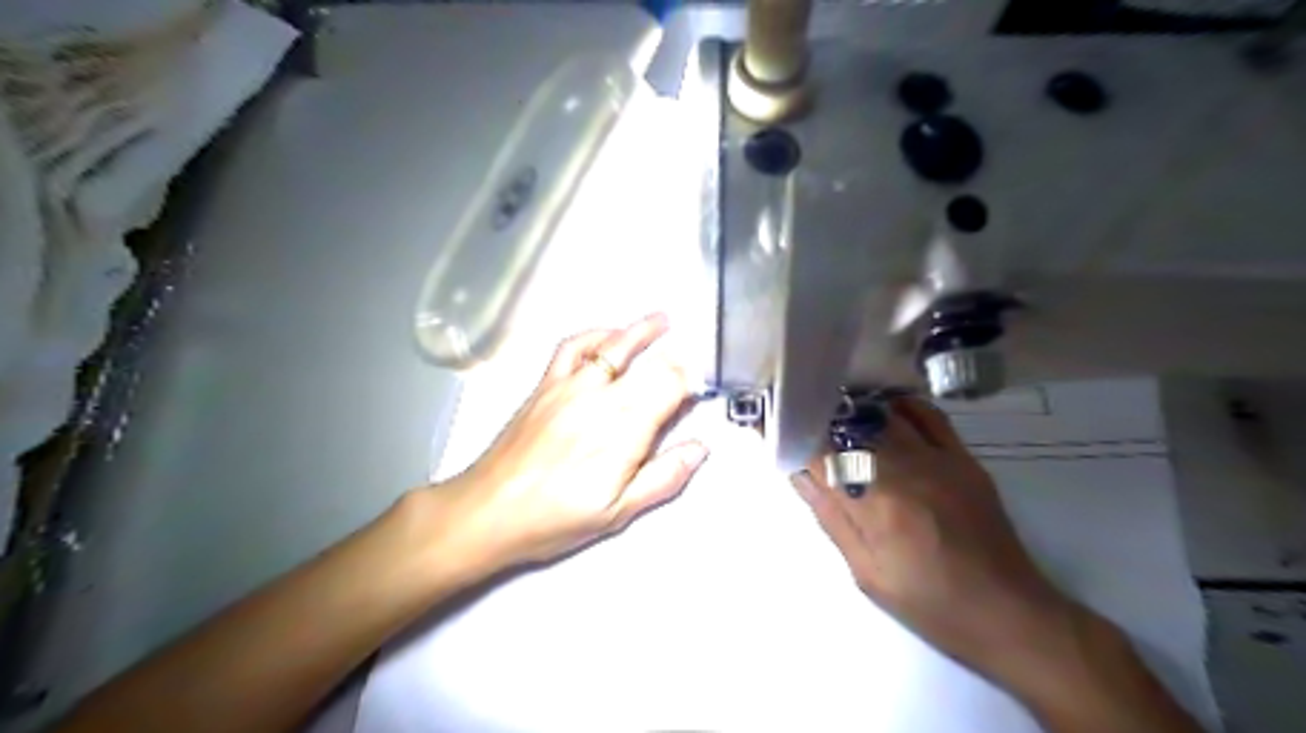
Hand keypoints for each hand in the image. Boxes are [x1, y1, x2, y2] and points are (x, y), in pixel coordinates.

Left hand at [432, 316, 705, 578]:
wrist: (488, 510)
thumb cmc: (557, 518)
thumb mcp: (618, 512)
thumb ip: (663, 478)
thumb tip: (700, 448)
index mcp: (625, 428)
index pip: (670, 386)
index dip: (690, 383)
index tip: (698, 392)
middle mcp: (602, 396)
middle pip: (649, 364)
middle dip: (674, 360)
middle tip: (687, 364)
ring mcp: (571, 385)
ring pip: (614, 345)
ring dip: (641, 330)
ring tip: (662, 320)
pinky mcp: (546, 383)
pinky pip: (573, 347)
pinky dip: (595, 335)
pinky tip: (608, 335)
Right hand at [791, 397, 1086, 688]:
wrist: (1008, 613)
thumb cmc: (928, 602)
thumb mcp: (866, 572)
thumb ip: (831, 517)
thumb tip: (799, 473)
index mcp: (876, 506)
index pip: (822, 454)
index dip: (793, 436)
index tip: (772, 427)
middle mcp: (905, 471)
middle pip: (851, 427)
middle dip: (818, 419)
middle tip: (799, 418)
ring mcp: (939, 460)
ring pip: (885, 416)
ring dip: (853, 412)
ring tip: (832, 413)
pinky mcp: (963, 458)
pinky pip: (928, 416)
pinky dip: (900, 407)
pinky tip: (883, 411)